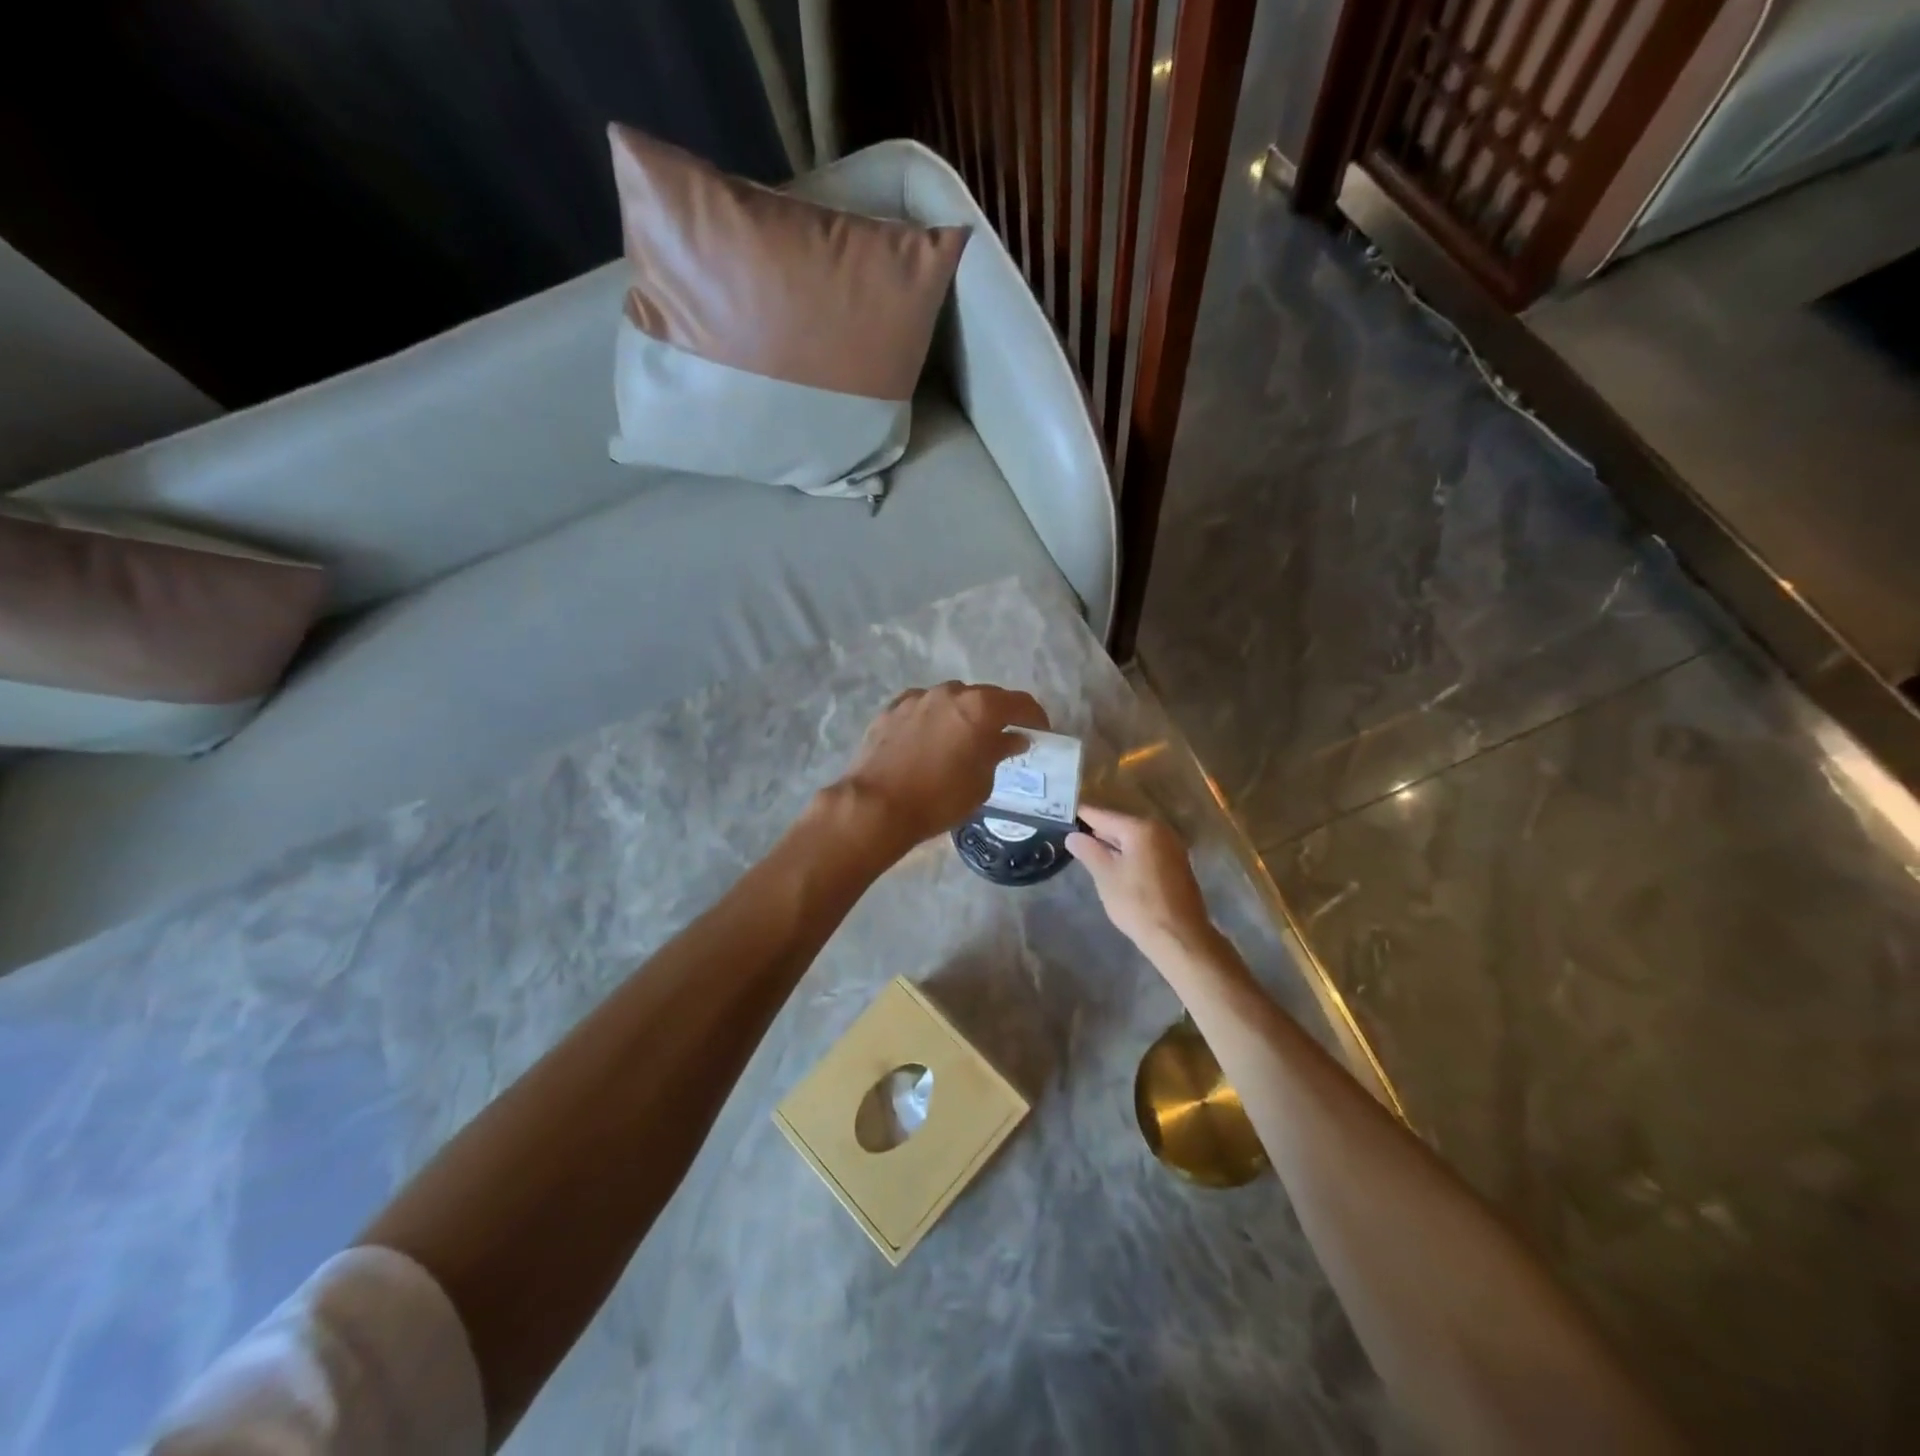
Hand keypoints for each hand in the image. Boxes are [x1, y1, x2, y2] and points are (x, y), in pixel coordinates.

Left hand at [837, 682, 1048, 851]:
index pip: (1020, 703)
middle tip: (1003, 737)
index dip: (1035, 717)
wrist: (877, 804)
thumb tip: (1014, 738)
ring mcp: (918, 697)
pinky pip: (923, 707)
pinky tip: (930, 738)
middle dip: (998, 714)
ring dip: (963, 714)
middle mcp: (950, 692)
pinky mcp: (892, 709)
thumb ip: (999, 752)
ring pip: (951, 699)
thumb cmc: (940, 798)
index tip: (1040, 733)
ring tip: (963, 738)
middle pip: (985, 697)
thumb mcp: (981, 782)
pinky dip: (934, 718)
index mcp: (980, 707)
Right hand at [1066, 807, 1218, 959]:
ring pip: (1133, 839)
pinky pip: (1145, 850)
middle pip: (1119, 824)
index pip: (1102, 815)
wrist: (1179, 937)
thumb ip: (1088, 851)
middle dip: (1096, 831)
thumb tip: (1073, 836)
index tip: (1061, 816)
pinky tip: (1115, 867)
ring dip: (1112, 844)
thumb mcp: (1106, 876)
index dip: (1080, 816)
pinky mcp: (1176, 864)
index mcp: (1141, 828)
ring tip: (1088, 852)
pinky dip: (1129, 854)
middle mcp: (1160, 830)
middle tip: (1071, 836)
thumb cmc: (1138, 904)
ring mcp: (1171, 847)